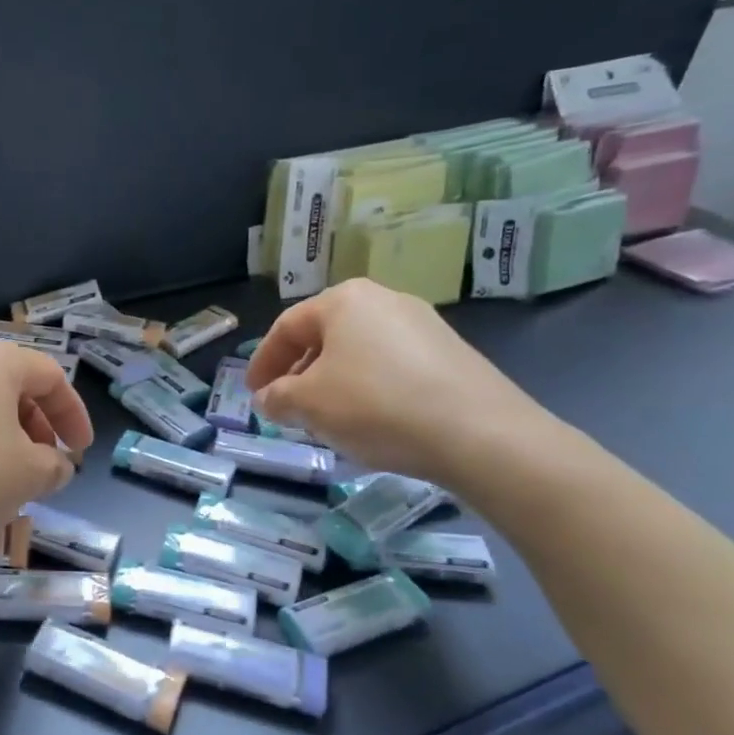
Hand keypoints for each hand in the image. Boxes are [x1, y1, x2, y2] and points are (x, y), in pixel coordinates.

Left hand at [0, 338, 93, 562]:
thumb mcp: (29, 477)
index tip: (81, 452)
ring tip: (9, 478)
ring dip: (5, 436)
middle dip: (38, 426)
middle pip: (13, 386)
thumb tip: (55, 464)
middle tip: (46, 464)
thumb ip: (56, 466)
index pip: (52, 377)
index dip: (75, 415)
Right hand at [244, 279, 556, 487]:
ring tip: (327, 418)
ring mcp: (423, 325)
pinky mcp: (451, 353)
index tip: (253, 393)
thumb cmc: (376, 405)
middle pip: (324, 337)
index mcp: (343, 300)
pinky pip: (392, 366)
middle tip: (287, 407)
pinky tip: (372, 420)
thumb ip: (277, 398)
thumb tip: (269, 398)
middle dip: (299, 373)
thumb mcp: (308, 404)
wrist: (480, 434)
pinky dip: (370, 389)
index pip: (286, 328)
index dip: (262, 362)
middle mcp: (384, 300)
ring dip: (333, 383)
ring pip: (359, 352)